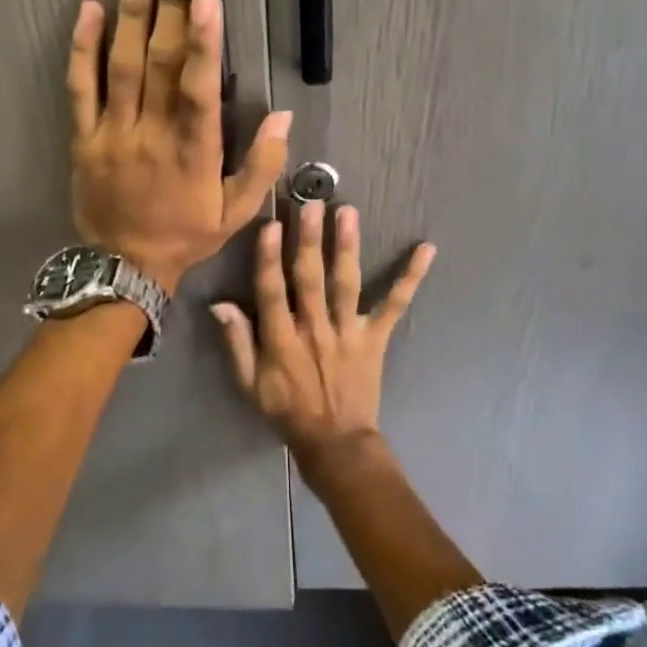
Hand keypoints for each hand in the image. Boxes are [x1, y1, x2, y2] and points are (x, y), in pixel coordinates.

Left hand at [68, 0, 291, 291]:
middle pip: (159, 62)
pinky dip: (83, 49)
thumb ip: (263, 166)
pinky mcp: (83, 138)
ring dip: (131, 12)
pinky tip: (90, 10)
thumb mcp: (237, 213)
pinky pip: (80, 88)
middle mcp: (150, 134)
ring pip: (120, 65)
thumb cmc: (186, 236)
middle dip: (169, 6)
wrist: (125, 267)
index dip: (202, 43)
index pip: (197, 89)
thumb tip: (284, 117)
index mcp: (192, 152)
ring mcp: (112, 133)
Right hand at [211, 201, 435, 470]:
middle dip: (309, 240)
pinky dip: (411, 277)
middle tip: (311, 204)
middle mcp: (315, 329)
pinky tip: (426, 250)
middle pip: (310, 279)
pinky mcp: (375, 337)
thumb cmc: (287, 410)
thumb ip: (237, 343)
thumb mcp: (250, 384)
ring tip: (347, 212)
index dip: (269, 259)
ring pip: (346, 284)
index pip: (272, 292)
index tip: (271, 225)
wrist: (335, 442)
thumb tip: (220, 304)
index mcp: (282, 340)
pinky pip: (395, 305)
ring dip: (347, 246)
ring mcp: (348, 332)